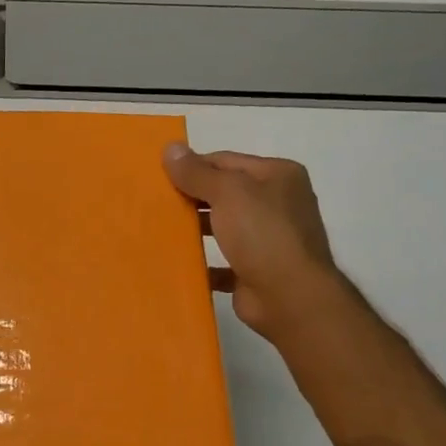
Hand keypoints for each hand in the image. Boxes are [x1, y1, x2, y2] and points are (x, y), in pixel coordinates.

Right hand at [162, 144, 345, 342]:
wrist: (290, 297)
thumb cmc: (263, 234)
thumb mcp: (228, 193)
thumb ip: (197, 172)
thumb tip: (170, 148)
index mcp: (278, 176)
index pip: (226, 160)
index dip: (193, 166)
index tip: (158, 176)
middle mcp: (277, 203)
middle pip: (225, 193)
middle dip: (191, 198)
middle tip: (155, 202)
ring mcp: (268, 239)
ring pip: (223, 227)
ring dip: (195, 229)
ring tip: (158, 230)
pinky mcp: (256, 271)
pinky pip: (222, 262)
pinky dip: (202, 262)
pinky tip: (177, 262)